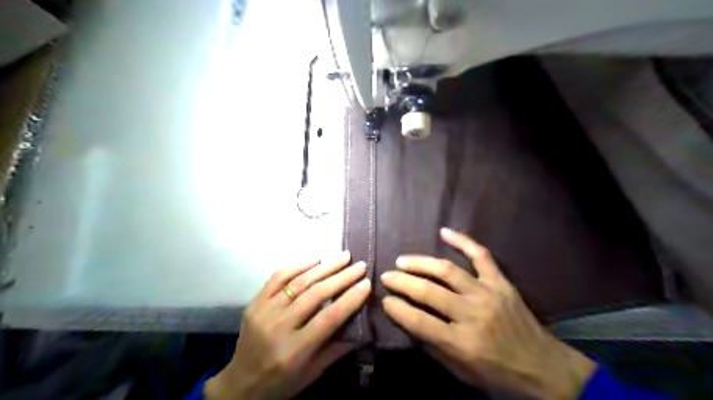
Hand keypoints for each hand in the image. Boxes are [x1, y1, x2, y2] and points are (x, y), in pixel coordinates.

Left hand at [206, 253, 369, 398]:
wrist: (239, 385)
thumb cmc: (281, 383)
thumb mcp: (313, 373)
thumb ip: (337, 348)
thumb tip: (363, 326)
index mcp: (294, 350)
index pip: (329, 318)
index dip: (350, 299)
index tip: (366, 283)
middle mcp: (278, 327)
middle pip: (315, 295)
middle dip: (342, 277)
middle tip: (360, 265)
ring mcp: (264, 312)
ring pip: (299, 282)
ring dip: (324, 267)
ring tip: (343, 256)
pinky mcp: (255, 302)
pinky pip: (278, 277)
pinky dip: (298, 265)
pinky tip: (315, 259)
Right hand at [382, 229, 593, 399]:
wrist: (544, 367)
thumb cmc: (498, 373)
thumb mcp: (462, 371)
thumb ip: (434, 345)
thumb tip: (409, 320)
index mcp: (462, 343)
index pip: (419, 321)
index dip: (398, 308)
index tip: (384, 299)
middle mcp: (473, 315)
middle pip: (429, 291)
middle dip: (402, 281)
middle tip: (386, 275)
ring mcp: (488, 294)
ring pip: (447, 271)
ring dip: (421, 262)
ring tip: (403, 261)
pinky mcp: (501, 283)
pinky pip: (481, 255)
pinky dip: (462, 241)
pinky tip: (444, 231)